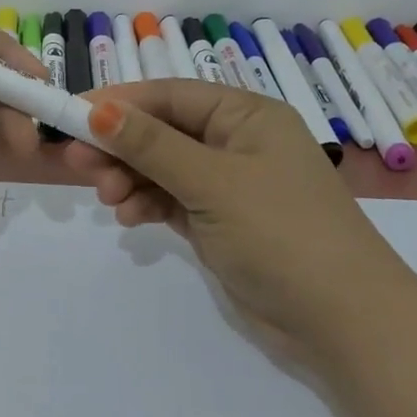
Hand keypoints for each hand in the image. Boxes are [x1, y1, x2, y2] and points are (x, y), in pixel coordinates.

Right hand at [62, 80, 405, 347]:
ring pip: (164, 167)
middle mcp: (238, 142)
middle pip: (163, 130)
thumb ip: (151, 145)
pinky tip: (128, 217)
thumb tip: (98, 108)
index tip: (73, 114)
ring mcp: (230, 184)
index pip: (171, 96)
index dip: (120, 102)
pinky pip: (172, 199)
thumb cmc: (280, 232)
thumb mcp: (210, 181)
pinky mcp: (221, 221)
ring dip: (131, 177)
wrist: (343, 321)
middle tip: (78, 163)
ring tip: (106, 197)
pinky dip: (148, 203)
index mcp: (246, 115)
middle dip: (121, 145)